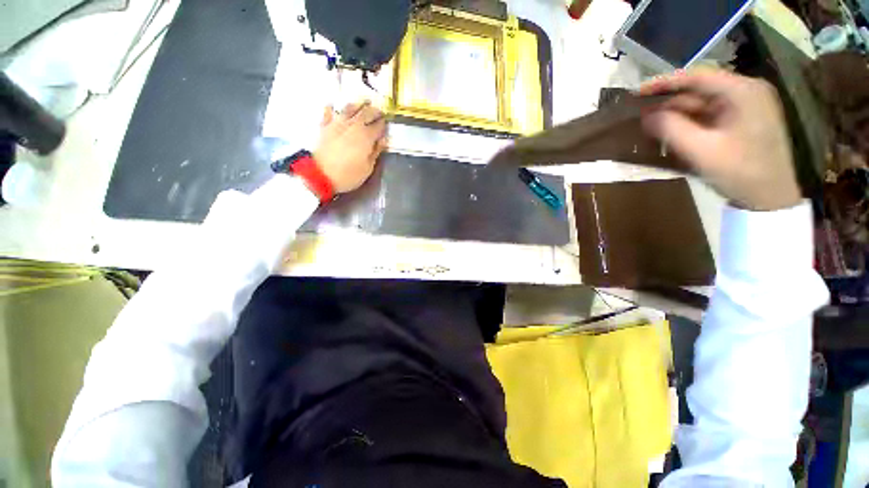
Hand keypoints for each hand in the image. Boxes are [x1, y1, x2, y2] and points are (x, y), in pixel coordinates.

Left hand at [314, 101, 387, 192]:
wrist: (320, 175)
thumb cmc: (348, 175)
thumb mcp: (367, 168)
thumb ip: (376, 152)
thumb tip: (382, 140)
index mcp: (366, 137)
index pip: (378, 125)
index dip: (383, 123)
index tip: (387, 123)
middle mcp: (353, 125)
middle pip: (366, 113)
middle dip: (374, 111)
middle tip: (379, 111)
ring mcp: (337, 123)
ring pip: (349, 108)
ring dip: (358, 104)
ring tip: (363, 103)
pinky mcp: (324, 126)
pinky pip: (328, 113)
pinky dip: (331, 108)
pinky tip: (333, 105)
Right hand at [640, 70, 801, 210]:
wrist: (771, 198)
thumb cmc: (741, 172)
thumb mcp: (701, 151)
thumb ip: (671, 130)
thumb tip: (646, 116)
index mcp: (743, 92)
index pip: (698, 77)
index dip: (664, 82)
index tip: (636, 92)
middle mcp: (746, 92)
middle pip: (700, 90)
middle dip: (668, 101)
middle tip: (639, 113)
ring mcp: (746, 106)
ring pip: (703, 104)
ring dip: (676, 114)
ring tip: (649, 124)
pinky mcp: (742, 121)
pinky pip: (709, 115)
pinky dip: (688, 122)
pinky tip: (670, 131)